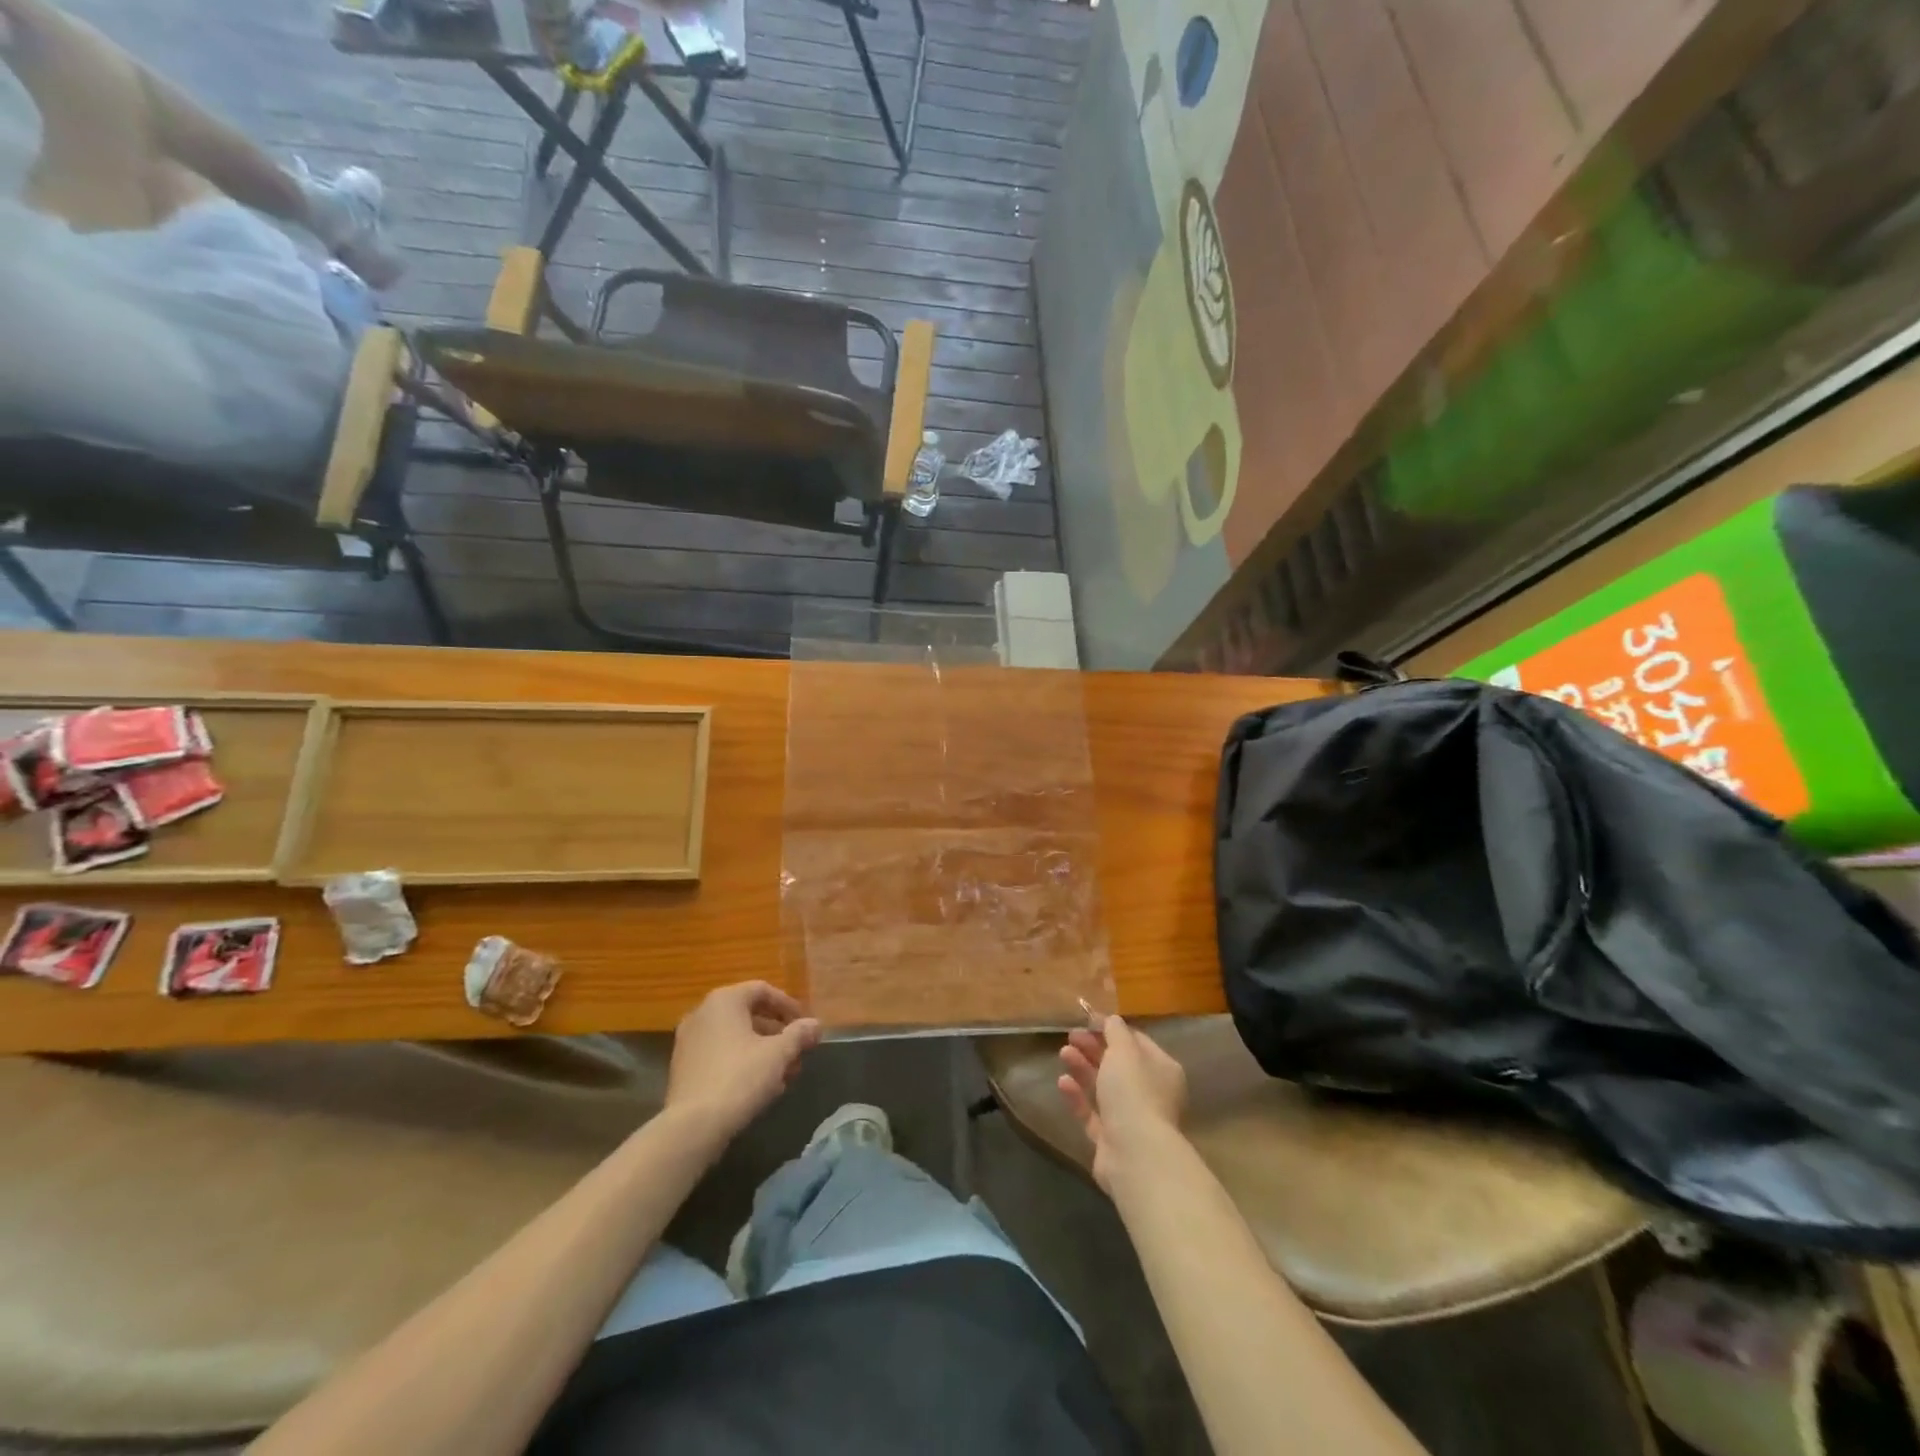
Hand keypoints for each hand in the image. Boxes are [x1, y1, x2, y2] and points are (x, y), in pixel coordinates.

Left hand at [666, 981, 820, 1140]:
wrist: (692, 1126)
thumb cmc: (740, 1078)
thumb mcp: (778, 1054)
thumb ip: (799, 1035)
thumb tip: (815, 1024)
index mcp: (724, 1001)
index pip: (762, 990)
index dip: (788, 1006)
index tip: (805, 1025)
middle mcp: (702, 1014)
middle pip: (748, 1015)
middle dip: (777, 1034)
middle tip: (798, 1052)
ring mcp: (688, 1042)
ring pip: (735, 1038)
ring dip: (763, 1051)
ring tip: (784, 1075)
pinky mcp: (683, 1068)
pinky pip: (719, 1055)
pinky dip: (742, 1063)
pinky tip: (760, 1087)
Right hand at [1057, 1014, 1187, 1194]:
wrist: (1134, 1154)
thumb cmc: (1134, 1092)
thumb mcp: (1124, 1051)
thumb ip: (1115, 1031)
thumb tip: (1111, 1019)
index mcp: (1161, 1069)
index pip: (1136, 1041)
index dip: (1111, 1029)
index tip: (1087, 1019)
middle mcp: (1150, 1093)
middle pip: (1118, 1064)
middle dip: (1093, 1048)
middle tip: (1070, 1036)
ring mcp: (1131, 1118)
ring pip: (1104, 1088)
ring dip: (1083, 1068)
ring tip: (1063, 1053)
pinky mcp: (1111, 1140)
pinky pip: (1092, 1113)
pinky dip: (1078, 1097)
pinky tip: (1062, 1082)